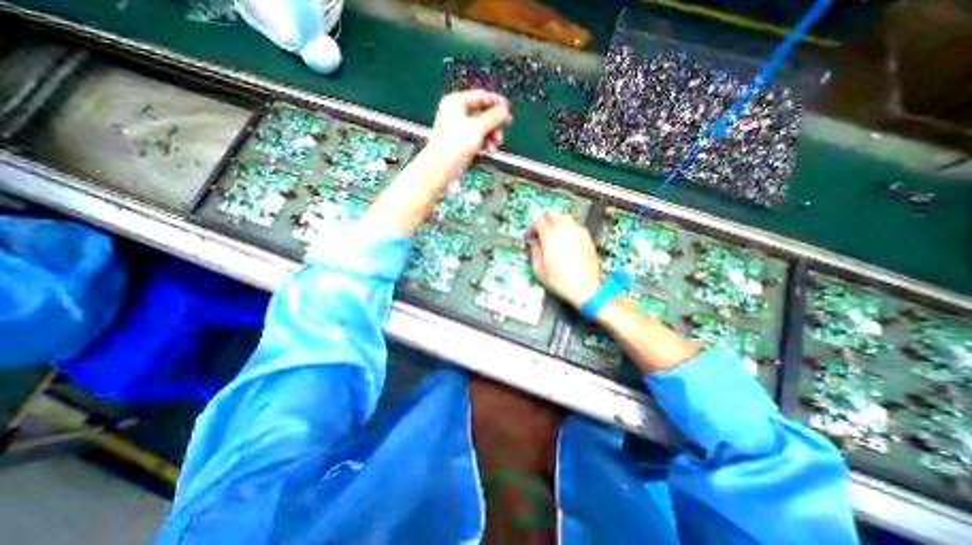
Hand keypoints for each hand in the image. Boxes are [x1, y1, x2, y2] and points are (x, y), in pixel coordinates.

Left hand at [427, 90, 510, 170]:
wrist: (440, 168)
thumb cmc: (455, 145)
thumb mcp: (477, 128)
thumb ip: (493, 117)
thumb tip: (504, 110)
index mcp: (456, 102)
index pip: (480, 96)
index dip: (496, 101)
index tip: (508, 109)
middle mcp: (456, 113)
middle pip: (482, 113)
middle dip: (494, 123)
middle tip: (505, 128)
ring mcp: (458, 128)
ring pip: (481, 127)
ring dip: (491, 135)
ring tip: (496, 144)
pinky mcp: (460, 142)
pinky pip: (477, 138)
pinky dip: (485, 143)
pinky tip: (490, 150)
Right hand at [528, 211, 604, 309]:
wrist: (585, 288)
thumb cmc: (562, 281)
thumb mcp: (539, 268)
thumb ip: (534, 250)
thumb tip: (533, 241)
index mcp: (550, 236)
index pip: (538, 219)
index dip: (532, 225)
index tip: (531, 233)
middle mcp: (565, 230)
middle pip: (552, 213)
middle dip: (545, 219)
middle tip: (541, 230)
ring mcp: (578, 233)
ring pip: (565, 217)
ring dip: (557, 222)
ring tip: (553, 234)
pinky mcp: (587, 238)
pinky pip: (576, 226)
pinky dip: (569, 228)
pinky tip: (566, 240)